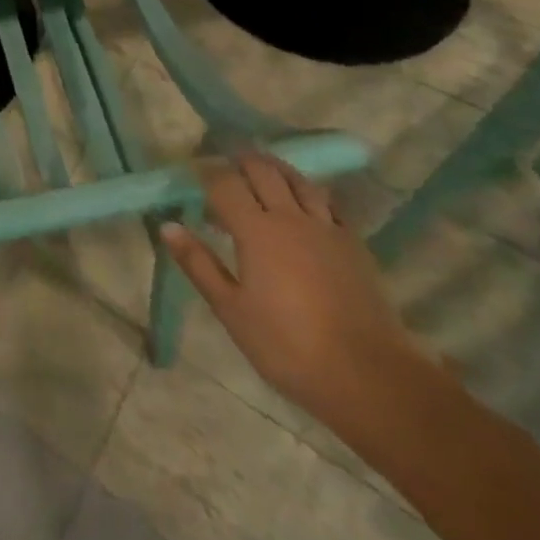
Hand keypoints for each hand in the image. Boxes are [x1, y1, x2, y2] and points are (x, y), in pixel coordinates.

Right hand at [162, 153, 428, 424]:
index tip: (192, 176)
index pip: (224, 183)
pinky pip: (329, 203)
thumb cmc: (289, 347)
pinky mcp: (354, 245)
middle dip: (240, 161)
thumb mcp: (232, 311)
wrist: (371, 378)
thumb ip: (199, 264)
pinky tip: (305, 206)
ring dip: (276, 169)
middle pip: (262, 170)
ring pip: (298, 180)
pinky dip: (310, 194)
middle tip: (225, 167)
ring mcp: (326, 229)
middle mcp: (289, 217)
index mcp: (255, 230)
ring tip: (263, 174)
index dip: (206, 174)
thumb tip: (167, 225)